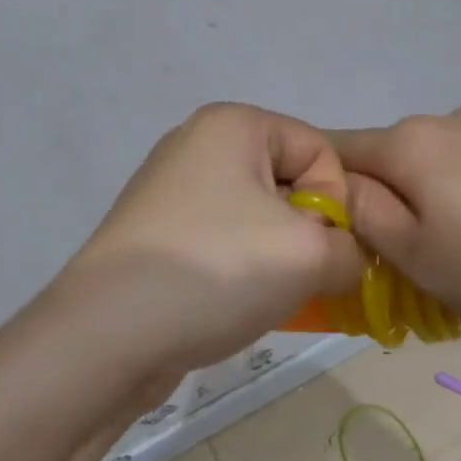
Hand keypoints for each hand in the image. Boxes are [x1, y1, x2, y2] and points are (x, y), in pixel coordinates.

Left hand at [62, 103, 363, 373]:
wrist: (107, 336)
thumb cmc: (216, 270)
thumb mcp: (310, 255)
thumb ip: (353, 248)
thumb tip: (344, 259)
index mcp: (233, 124)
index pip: (319, 150)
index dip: (336, 202)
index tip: (320, 249)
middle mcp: (198, 143)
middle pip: (288, 181)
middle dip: (306, 232)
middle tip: (295, 276)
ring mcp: (171, 188)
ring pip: (257, 216)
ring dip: (275, 256)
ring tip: (261, 294)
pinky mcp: (157, 231)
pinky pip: (222, 239)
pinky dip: (239, 268)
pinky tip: (230, 302)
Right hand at [331, 107, 460, 357]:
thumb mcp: (418, 256)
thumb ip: (367, 217)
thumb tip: (345, 190)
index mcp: (407, 144)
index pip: (334, 151)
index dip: (322, 189)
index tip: (334, 235)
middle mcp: (447, 123)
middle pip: (391, 161)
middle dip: (386, 207)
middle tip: (404, 267)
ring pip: (439, 171)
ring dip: (435, 209)